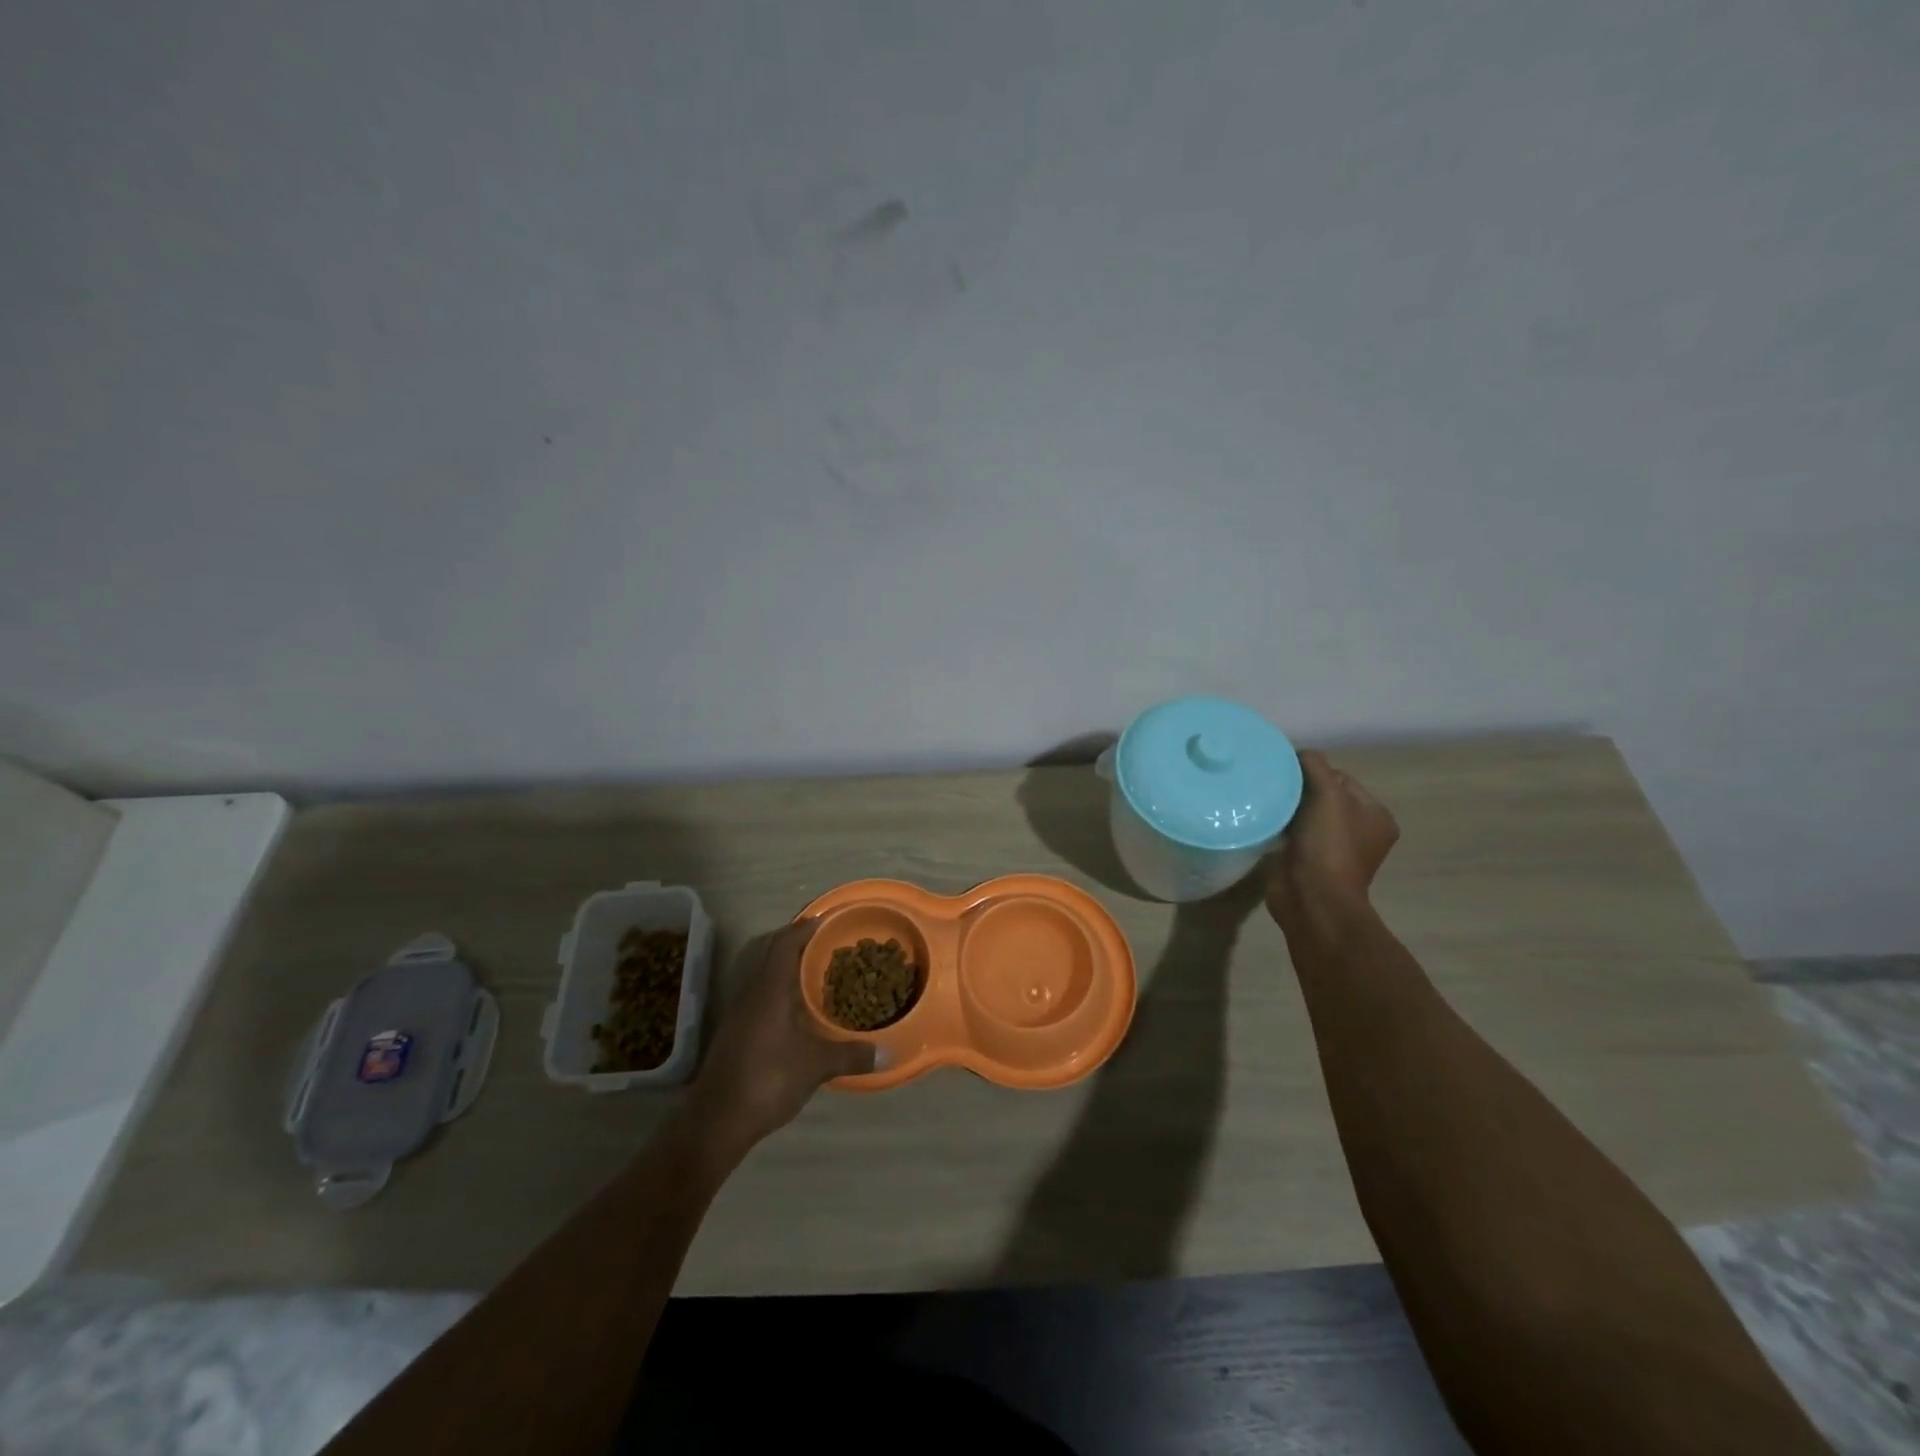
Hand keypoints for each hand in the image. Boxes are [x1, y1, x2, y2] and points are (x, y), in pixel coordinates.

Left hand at [688, 922, 875, 1157]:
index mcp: (770, 988)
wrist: (717, 1119)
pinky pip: (759, 996)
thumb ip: (850, 1055)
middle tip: (824, 944)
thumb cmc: (769, 1078)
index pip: (785, 944)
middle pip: (770, 954)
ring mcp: (739, 1013)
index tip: (824, 920)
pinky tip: (794, 1010)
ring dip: (785, 968)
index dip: (803, 928)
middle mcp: (751, 993)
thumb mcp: (816, 1066)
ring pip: (763, 976)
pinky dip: (778, 991)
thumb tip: (886, 1052)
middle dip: (795, 944)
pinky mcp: (734, 1033)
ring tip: (813, 973)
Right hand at [1266, 750, 1399, 928]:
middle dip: (1298, 790)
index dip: (1314, 772)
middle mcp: (1358, 831)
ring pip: (1304, 813)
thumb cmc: (1328, 845)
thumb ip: (1315, 766)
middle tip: (1273, 786)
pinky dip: (1278, 826)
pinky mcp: (1307, 860)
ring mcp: (1333, 848)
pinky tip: (1263, 821)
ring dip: (1286, 808)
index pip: (1341, 778)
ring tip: (1265, 802)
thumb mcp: (1328, 795)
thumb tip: (1298, 753)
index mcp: (1375, 815)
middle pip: (1322, 794)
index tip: (1288, 774)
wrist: (1311, 898)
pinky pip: (1291, 832)